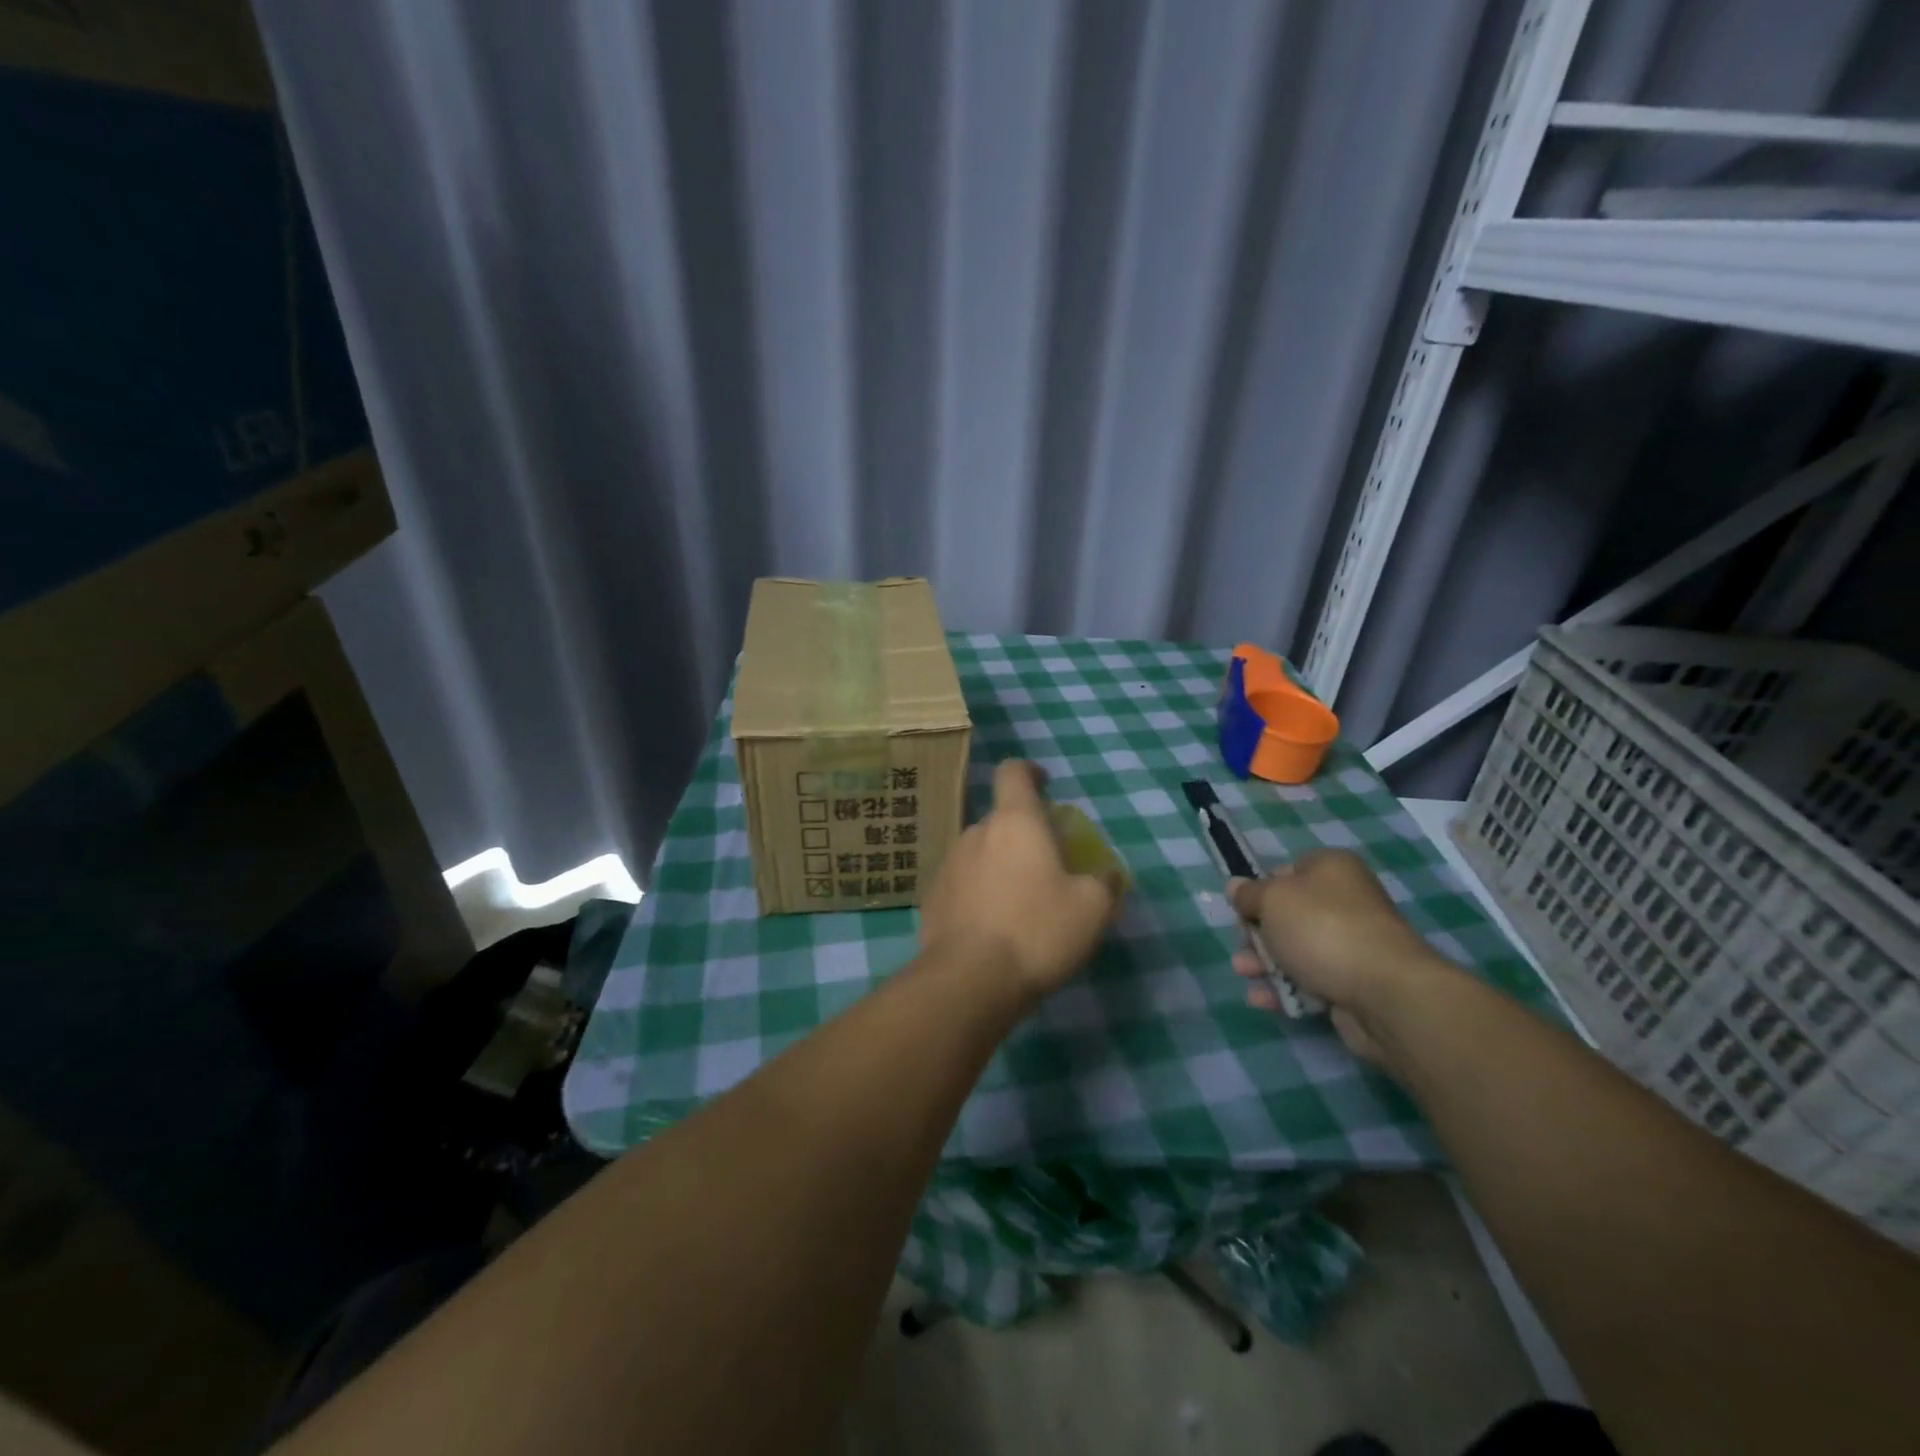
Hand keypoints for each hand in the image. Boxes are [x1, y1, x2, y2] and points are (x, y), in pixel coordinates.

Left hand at [919, 760, 1122, 1001]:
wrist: (969, 979)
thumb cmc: (1037, 931)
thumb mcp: (1091, 909)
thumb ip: (1104, 883)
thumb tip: (1108, 874)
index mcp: (1015, 822)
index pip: (1013, 772)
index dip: (1030, 771)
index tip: (1045, 783)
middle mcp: (976, 833)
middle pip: (1001, 820)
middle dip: (1023, 836)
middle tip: (1047, 868)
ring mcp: (948, 865)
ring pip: (981, 853)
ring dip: (1000, 867)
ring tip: (1021, 905)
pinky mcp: (932, 898)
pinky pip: (963, 885)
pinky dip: (979, 895)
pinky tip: (993, 929)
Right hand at [1227, 849, 1450, 1063]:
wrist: (1385, 993)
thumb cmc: (1322, 929)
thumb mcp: (1272, 900)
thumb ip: (1248, 894)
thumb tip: (1235, 887)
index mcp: (1331, 869)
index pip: (1286, 871)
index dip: (1260, 889)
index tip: (1242, 910)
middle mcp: (1345, 901)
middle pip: (1288, 914)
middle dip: (1257, 933)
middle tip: (1241, 945)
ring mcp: (1352, 944)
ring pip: (1296, 949)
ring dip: (1264, 962)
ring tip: (1244, 974)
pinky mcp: (1354, 982)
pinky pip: (1310, 980)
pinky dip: (1286, 988)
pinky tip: (1264, 999)